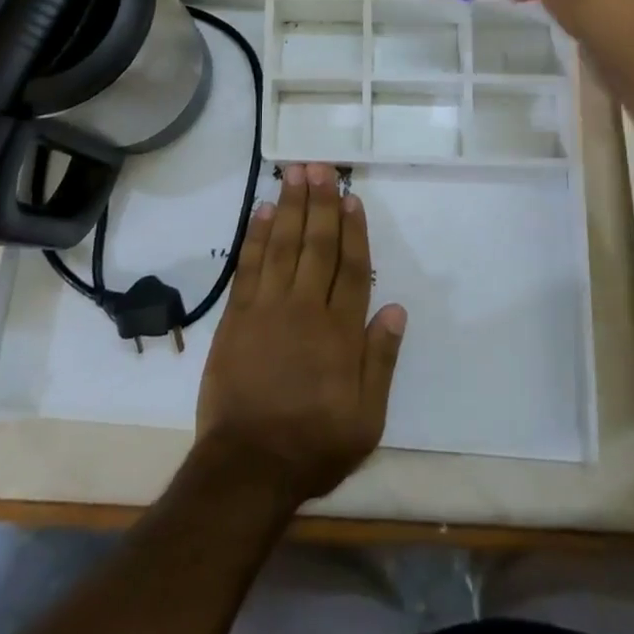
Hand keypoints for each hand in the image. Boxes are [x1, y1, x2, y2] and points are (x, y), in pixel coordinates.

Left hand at [194, 163, 406, 508]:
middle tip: (320, 167)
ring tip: (294, 173)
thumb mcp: (367, 418)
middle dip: (320, 202)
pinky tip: (260, 210)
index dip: (353, 229)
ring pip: (282, 244)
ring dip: (289, 205)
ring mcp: (268, 308)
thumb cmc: (314, 444)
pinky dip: (255, 235)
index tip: (351, 198)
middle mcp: (306, 308)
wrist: (248, 467)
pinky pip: (249, 265)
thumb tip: (396, 309)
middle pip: (316, 244)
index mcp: (340, 331)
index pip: (351, 267)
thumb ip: (381, 360)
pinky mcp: (237, 316)